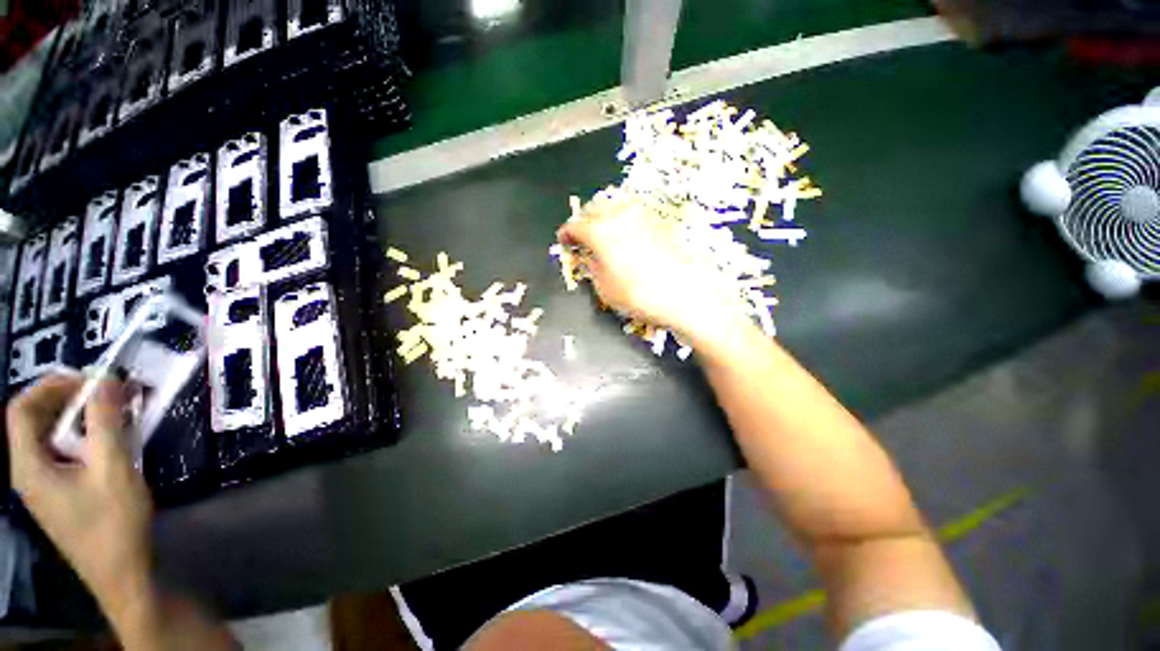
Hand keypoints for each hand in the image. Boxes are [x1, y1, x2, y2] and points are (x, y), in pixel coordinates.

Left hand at [6, 374, 152, 602]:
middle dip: (67, 399)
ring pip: (50, 438)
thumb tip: (107, 378)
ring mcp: (43, 486)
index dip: (50, 386)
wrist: (122, 575)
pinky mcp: (60, 495)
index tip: (89, 380)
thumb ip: (105, 422)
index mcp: (28, 466)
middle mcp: (27, 472)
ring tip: (114, 413)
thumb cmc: (113, 523)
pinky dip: (83, 437)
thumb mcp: (112, 469)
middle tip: (107, 393)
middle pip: (34, 421)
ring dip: (78, 418)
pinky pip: (63, 453)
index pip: (21, 409)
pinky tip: (110, 442)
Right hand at [557, 193, 751, 347]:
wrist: (688, 294)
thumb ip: (592, 266)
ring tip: (603, 237)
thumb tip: (589, 255)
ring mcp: (642, 214)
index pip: (575, 225)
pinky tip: (625, 237)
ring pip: (614, 207)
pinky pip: (632, 214)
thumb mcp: (604, 288)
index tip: (564, 243)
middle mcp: (620, 214)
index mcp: (601, 231)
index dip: (566, 234)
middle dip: (583, 222)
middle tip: (581, 239)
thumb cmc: (640, 296)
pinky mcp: (659, 219)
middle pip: (593, 209)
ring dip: (603, 218)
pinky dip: (622, 221)